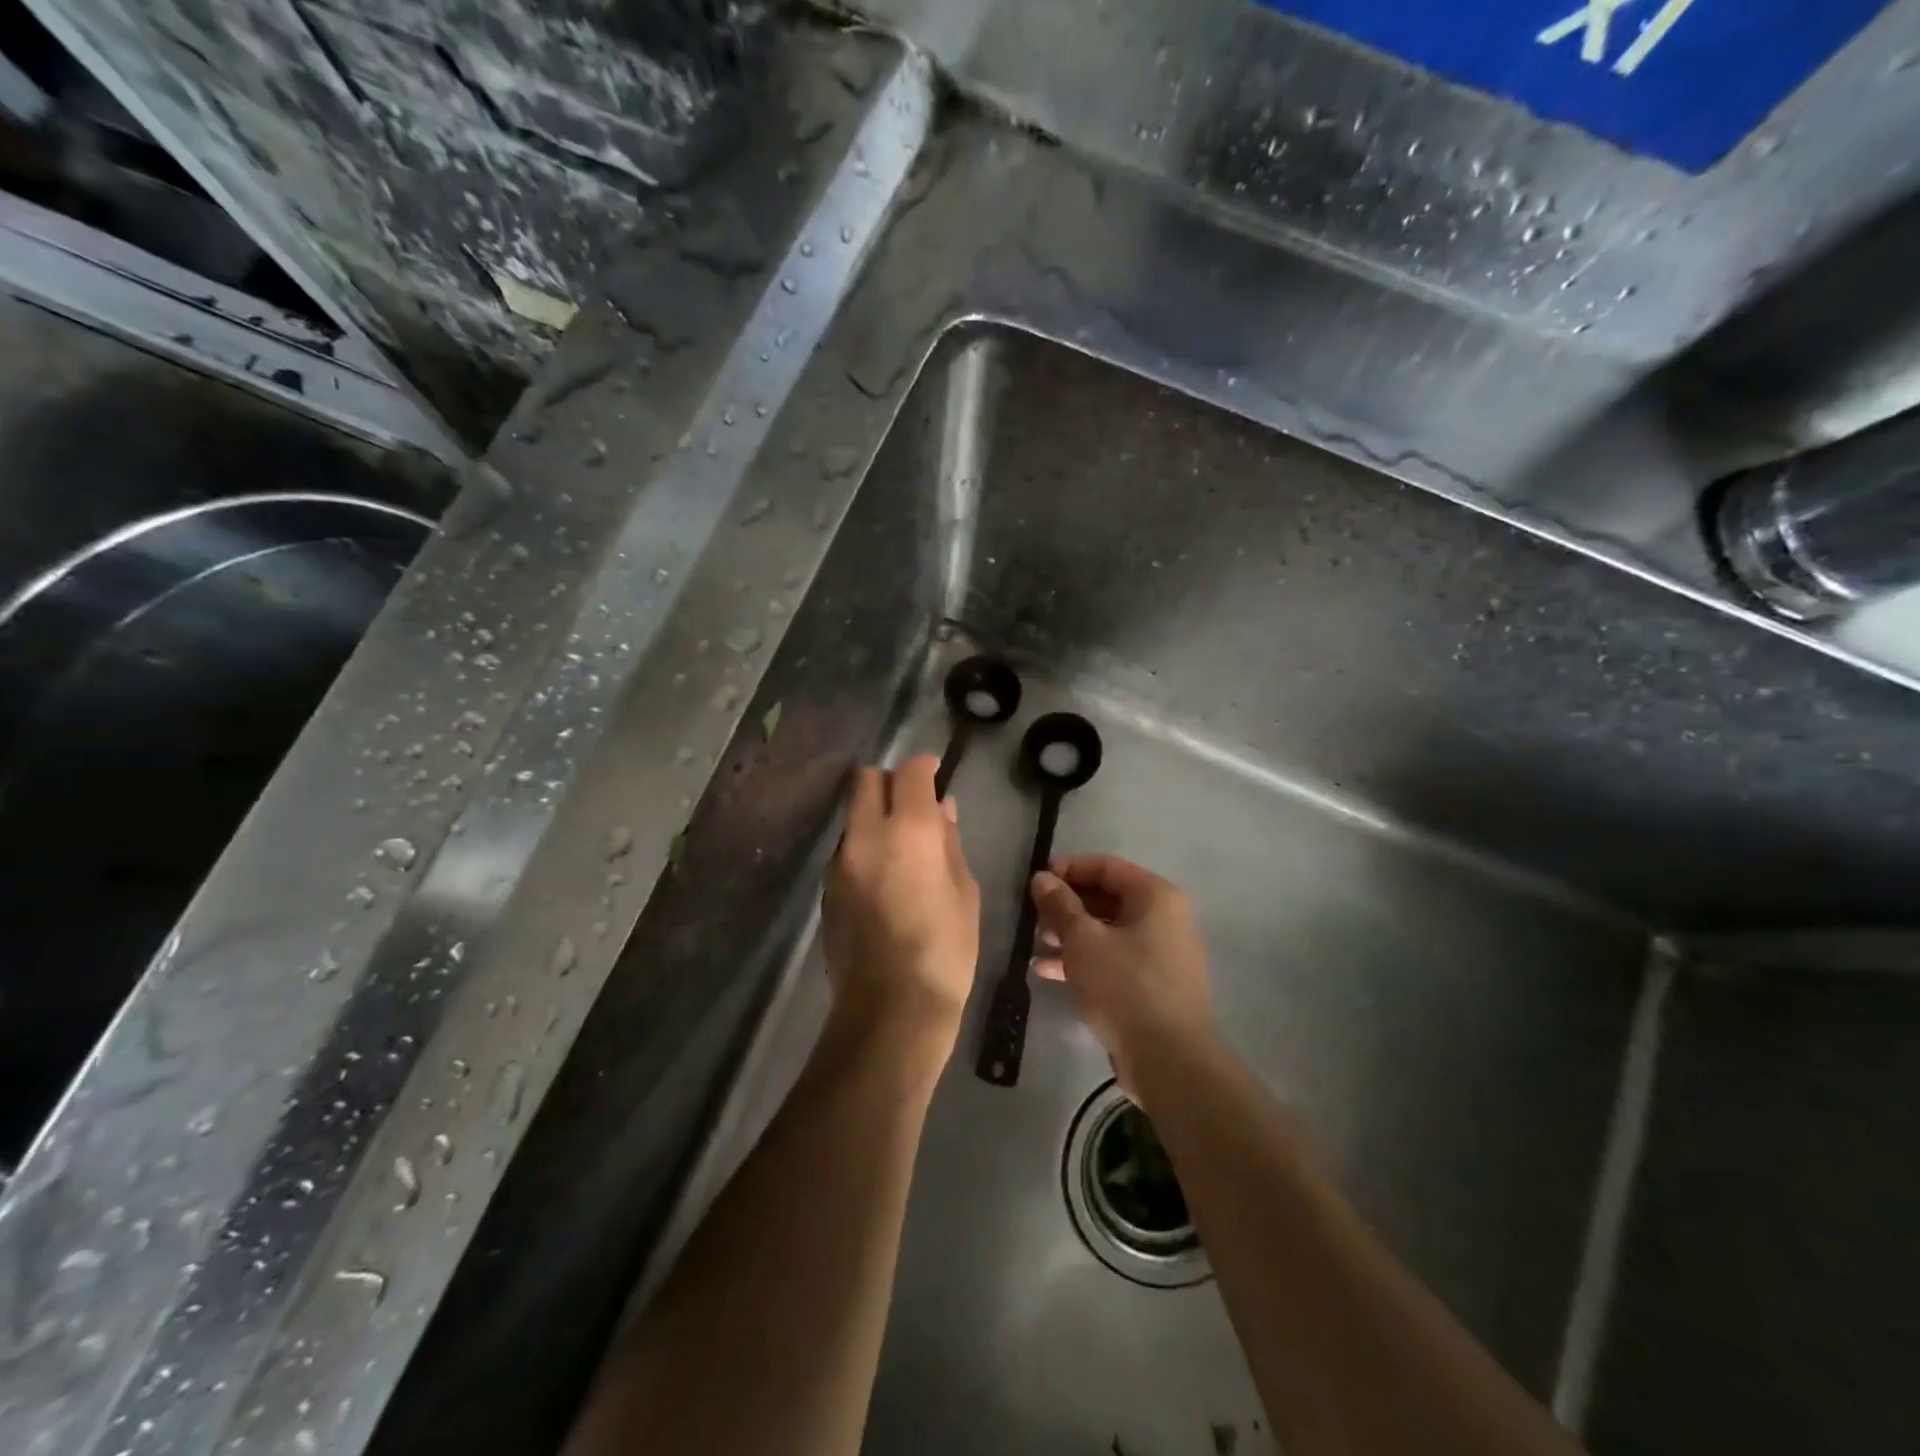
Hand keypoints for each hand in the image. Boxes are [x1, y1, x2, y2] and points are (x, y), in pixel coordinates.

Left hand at [823, 755, 980, 1059]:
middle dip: (889, 782)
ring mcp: (840, 862)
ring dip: (874, 816)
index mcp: (909, 832)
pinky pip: (846, 849)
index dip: (924, 766)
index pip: (909, 772)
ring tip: (900, 848)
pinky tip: (883, 880)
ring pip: (852, 815)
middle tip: (912, 804)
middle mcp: (866, 836)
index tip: (934, 773)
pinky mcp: (826, 888)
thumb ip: (950, 842)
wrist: (890, 1010)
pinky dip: (864, 847)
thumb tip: (942, 809)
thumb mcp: (965, 893)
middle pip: (865, 780)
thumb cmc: (945, 951)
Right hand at [1031, 855, 1214, 1097]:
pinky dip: (1083, 960)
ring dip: (1070, 935)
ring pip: (1107, 931)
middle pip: (1107, 898)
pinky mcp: (1152, 986)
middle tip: (1033, 918)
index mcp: (1155, 896)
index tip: (1035, 881)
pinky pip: (1113, 959)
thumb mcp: (1083, 940)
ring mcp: (1160, 954)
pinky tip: (1048, 972)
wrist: (1170, 1061)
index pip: (1106, 866)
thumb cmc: (1126, 986)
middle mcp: (1163, 918)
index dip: (1068, 869)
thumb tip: (1042, 878)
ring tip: (1035, 945)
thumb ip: (1060, 906)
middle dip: (1066, 906)